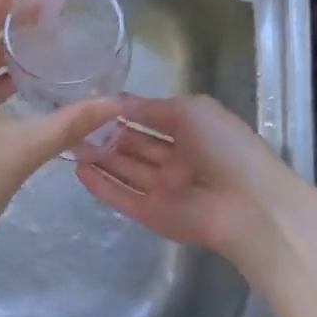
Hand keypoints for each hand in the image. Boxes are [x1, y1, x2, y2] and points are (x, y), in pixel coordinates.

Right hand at [75, 94, 296, 267]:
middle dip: (108, 135)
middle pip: (135, 146)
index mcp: (192, 132)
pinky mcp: (152, 214)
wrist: (246, 204)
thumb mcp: (189, 111)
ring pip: (126, 170)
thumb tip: (118, 102)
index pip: (152, 120)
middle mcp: (177, 160)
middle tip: (75, 124)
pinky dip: (101, 185)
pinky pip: (122, 197)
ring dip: (100, 158)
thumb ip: (151, 107)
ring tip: (69, 144)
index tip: (94, 104)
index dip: (125, 112)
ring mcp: (164, 189)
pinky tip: (79, 171)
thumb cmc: (223, 146)